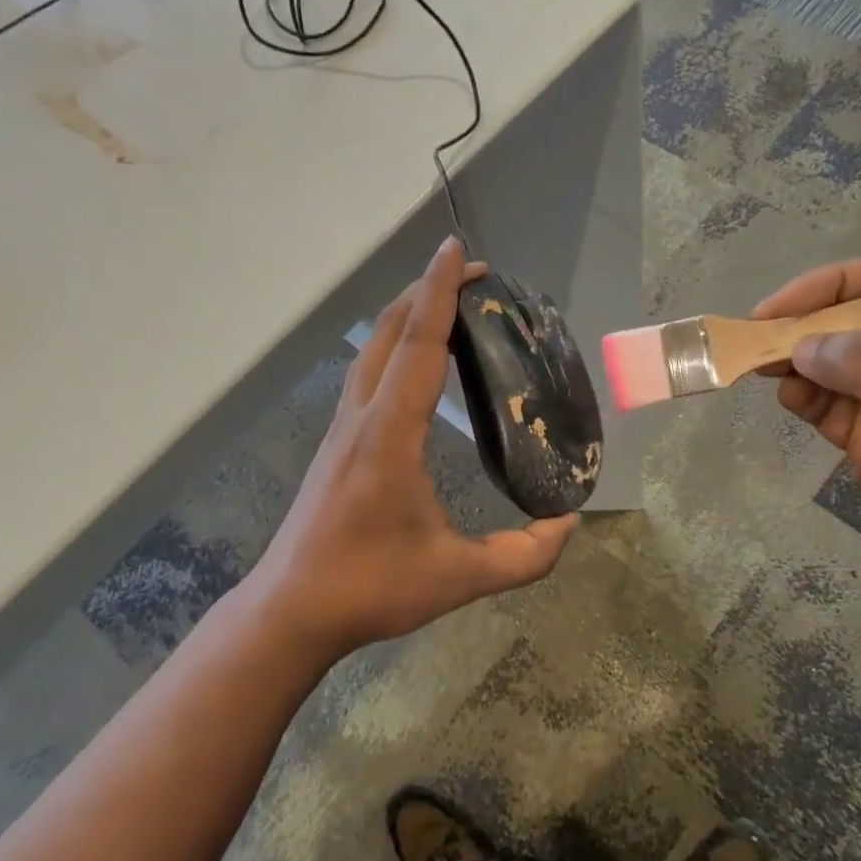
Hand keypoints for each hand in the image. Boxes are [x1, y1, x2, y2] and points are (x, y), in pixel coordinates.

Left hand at [249, 237, 577, 654]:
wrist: (291, 610)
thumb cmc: (371, 588)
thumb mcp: (458, 578)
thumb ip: (523, 555)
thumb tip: (569, 524)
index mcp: (389, 435)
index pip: (418, 346)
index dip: (439, 293)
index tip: (458, 250)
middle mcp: (360, 418)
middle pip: (388, 332)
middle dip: (427, 291)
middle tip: (471, 274)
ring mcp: (341, 429)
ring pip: (371, 350)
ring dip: (406, 316)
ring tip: (447, 307)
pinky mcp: (336, 444)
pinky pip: (366, 374)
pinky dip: (393, 347)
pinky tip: (414, 364)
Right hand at [753, 257, 860, 605]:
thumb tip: (802, 346)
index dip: (833, 284)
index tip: (786, 306)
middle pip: (848, 320)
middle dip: (803, 324)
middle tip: (757, 335)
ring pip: (828, 363)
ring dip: (794, 361)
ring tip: (762, 366)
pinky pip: (823, 406)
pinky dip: (799, 397)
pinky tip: (787, 397)